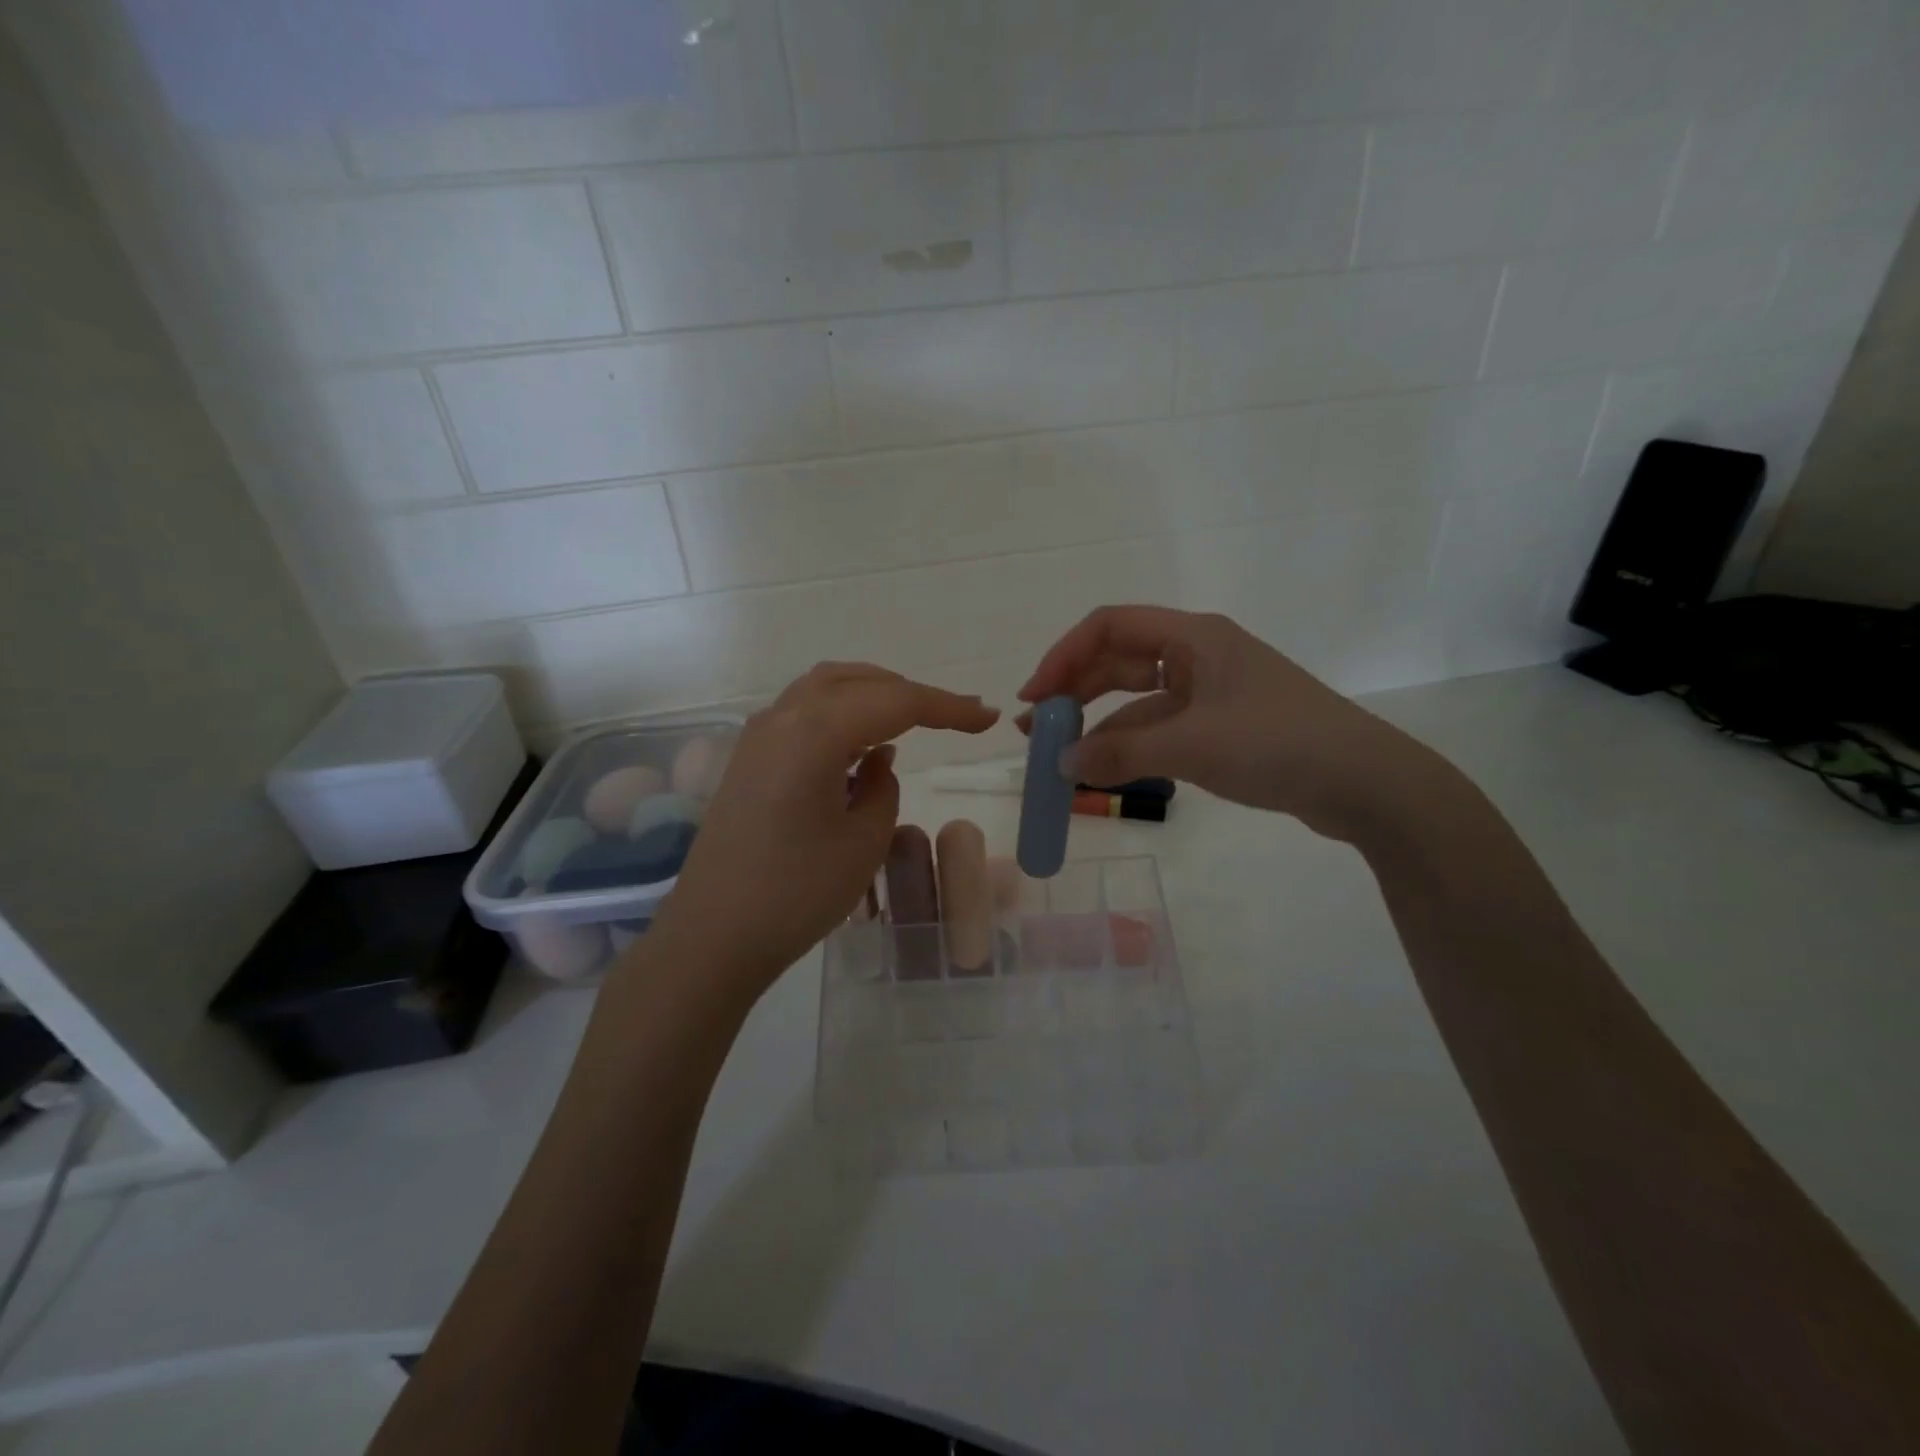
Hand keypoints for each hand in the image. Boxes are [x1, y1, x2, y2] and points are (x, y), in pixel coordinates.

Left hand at [643, 663, 998, 995]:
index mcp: (815, 733)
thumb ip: (883, 787)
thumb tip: (878, 759)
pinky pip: (802, 712)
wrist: (713, 937)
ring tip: (912, 719)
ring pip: (826, 688)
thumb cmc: (796, 894)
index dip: (947, 708)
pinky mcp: (748, 758)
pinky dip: (841, 713)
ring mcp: (758, 736)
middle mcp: (782, 718)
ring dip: (873, 694)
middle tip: (956, 715)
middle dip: (911, 692)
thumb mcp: (863, 842)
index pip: (896, 702)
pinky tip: (861, 745)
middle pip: (858, 681)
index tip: (986, 719)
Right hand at [1018, 606, 1437, 842]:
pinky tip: (1107, 768)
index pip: (1109, 626)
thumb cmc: (1277, 745)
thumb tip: (1060, 763)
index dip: (1064, 656)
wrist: (1365, 784)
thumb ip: (1120, 752)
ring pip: (1138, 698)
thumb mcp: (1192, 746)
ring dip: (1099, 722)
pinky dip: (1131, 744)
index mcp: (1193, 637)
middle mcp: (1198, 654)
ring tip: (1062, 756)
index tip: (1035, 696)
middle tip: (1038, 729)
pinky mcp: (1222, 724)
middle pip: (1119, 660)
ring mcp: (1211, 691)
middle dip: (1075, 691)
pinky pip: (1161, 725)